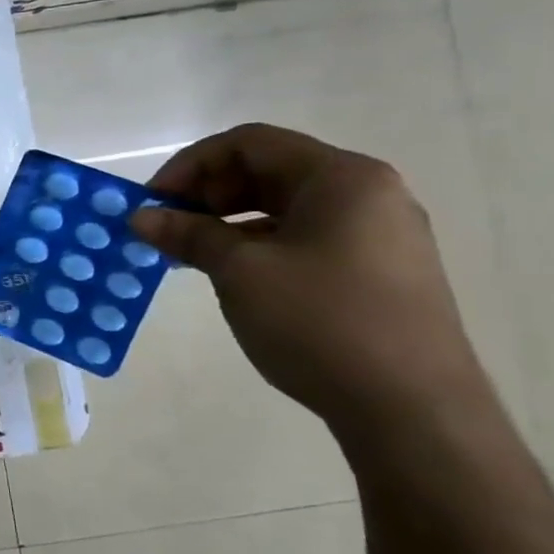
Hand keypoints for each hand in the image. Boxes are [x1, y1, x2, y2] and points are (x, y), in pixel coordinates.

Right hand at [129, 124, 488, 429]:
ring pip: (285, 207)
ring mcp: (378, 235)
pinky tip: (231, 276)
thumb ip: (188, 235)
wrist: (412, 409)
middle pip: (269, 170)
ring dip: (228, 221)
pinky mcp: (378, 272)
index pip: (249, 144)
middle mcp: (367, 194)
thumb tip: (141, 217)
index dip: (190, 166)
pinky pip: (305, 238)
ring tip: (189, 255)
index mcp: (342, 178)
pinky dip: (258, 245)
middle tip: (167, 228)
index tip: (153, 202)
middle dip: (207, 193)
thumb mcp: (239, 272)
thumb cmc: (321, 322)